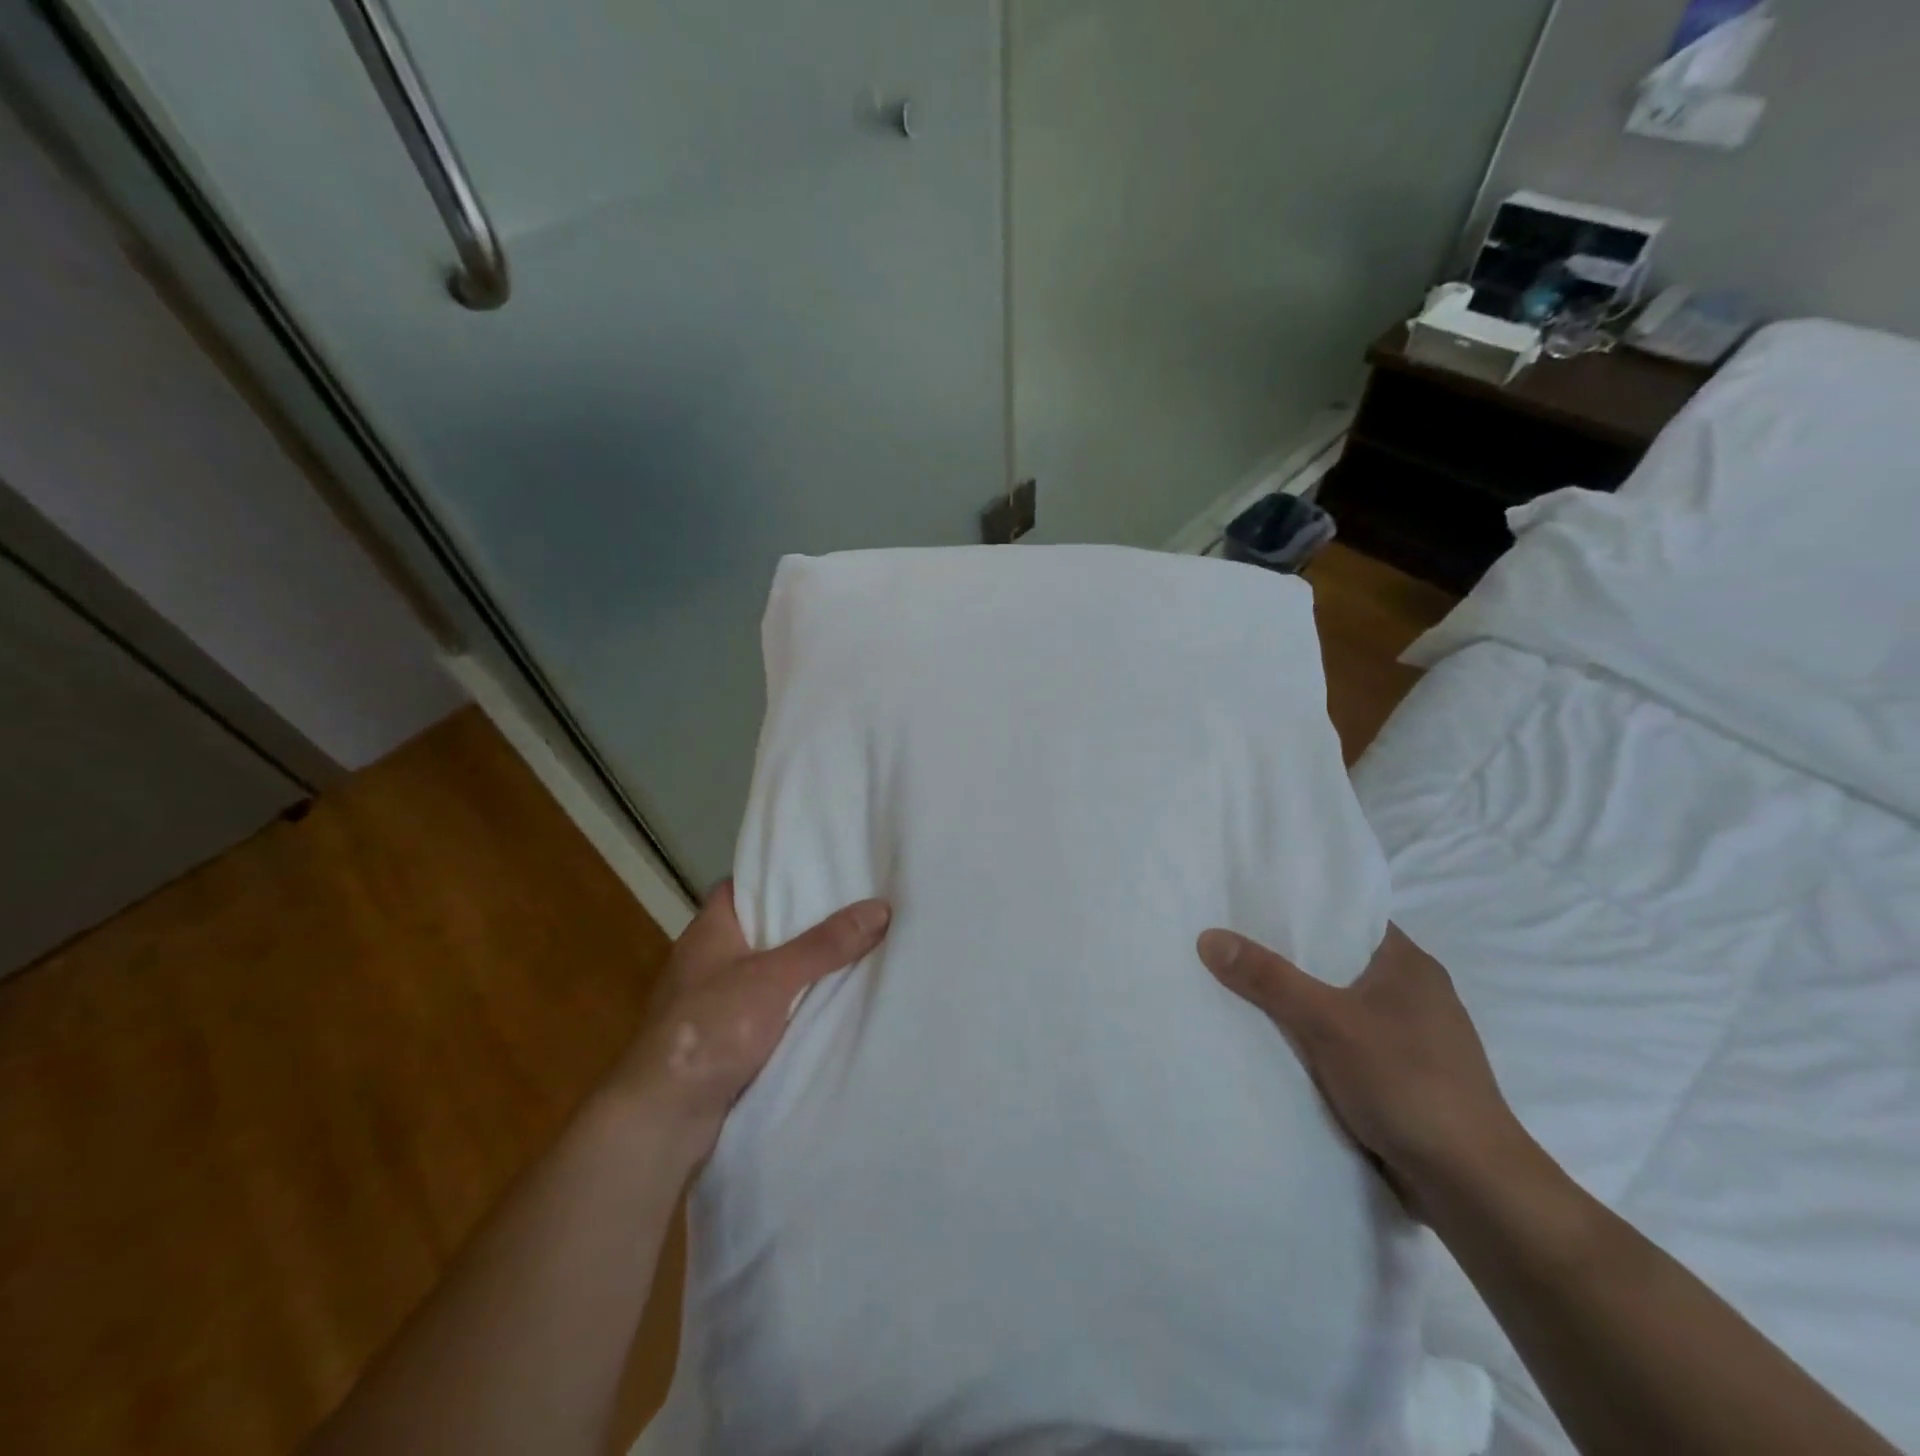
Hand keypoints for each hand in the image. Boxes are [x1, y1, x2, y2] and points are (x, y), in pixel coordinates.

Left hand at [613, 883, 890, 1154]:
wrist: (662, 1119)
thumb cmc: (710, 1029)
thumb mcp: (773, 977)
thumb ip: (825, 945)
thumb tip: (880, 907)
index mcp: (709, 931)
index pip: (745, 886)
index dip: (780, 876)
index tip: (824, 871)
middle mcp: (709, 961)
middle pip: (764, 929)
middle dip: (806, 923)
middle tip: (856, 908)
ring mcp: (715, 1003)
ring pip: (770, 973)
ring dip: (804, 969)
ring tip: (858, 949)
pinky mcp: (725, 1040)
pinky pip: (770, 1010)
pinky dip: (796, 1006)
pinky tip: (832, 1003)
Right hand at [1197, 923, 1526, 1216]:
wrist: (1474, 1186)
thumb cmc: (1406, 1083)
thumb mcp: (1326, 1022)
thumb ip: (1268, 978)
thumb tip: (1209, 936)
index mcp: (1409, 964)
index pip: (1348, 917)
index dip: (1302, 909)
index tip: (1251, 906)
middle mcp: (1416, 992)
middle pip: (1339, 960)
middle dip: (1291, 958)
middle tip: (1234, 945)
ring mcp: (1414, 1038)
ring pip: (1342, 1004)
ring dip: (1303, 1003)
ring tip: (1244, 990)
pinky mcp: (1407, 1076)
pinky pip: (1349, 1041)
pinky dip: (1318, 1039)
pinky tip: (1281, 1044)